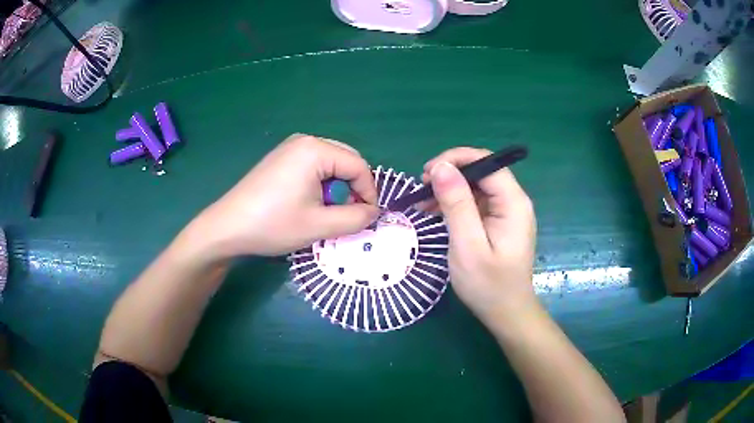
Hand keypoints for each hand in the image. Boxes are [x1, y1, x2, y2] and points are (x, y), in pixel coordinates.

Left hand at [190, 134, 379, 258]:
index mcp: (315, 150)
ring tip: (325, 212)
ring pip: (331, 163)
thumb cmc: (273, 224)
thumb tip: (374, 212)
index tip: (368, 217)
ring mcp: (290, 147)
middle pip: (346, 160)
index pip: (359, 166)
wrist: (227, 227)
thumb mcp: (320, 225)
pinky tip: (308, 203)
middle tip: (348, 215)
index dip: (369, 192)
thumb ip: (355, 218)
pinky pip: (314, 165)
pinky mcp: (281, 158)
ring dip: (337, 187)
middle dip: (353, 188)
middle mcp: (305, 141)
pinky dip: (321, 184)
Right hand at [421, 147, 537, 327]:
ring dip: (448, 189)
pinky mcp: (497, 222)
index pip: (486, 163)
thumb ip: (456, 204)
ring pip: (475, 186)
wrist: (505, 313)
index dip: (456, 159)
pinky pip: (475, 203)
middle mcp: (513, 201)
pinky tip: (433, 212)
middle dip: (450, 174)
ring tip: (421, 202)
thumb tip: (441, 167)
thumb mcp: (467, 245)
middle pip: (481, 172)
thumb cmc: (488, 284)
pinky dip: (454, 204)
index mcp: (513, 202)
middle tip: (420, 187)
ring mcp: (506, 212)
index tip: (427, 172)